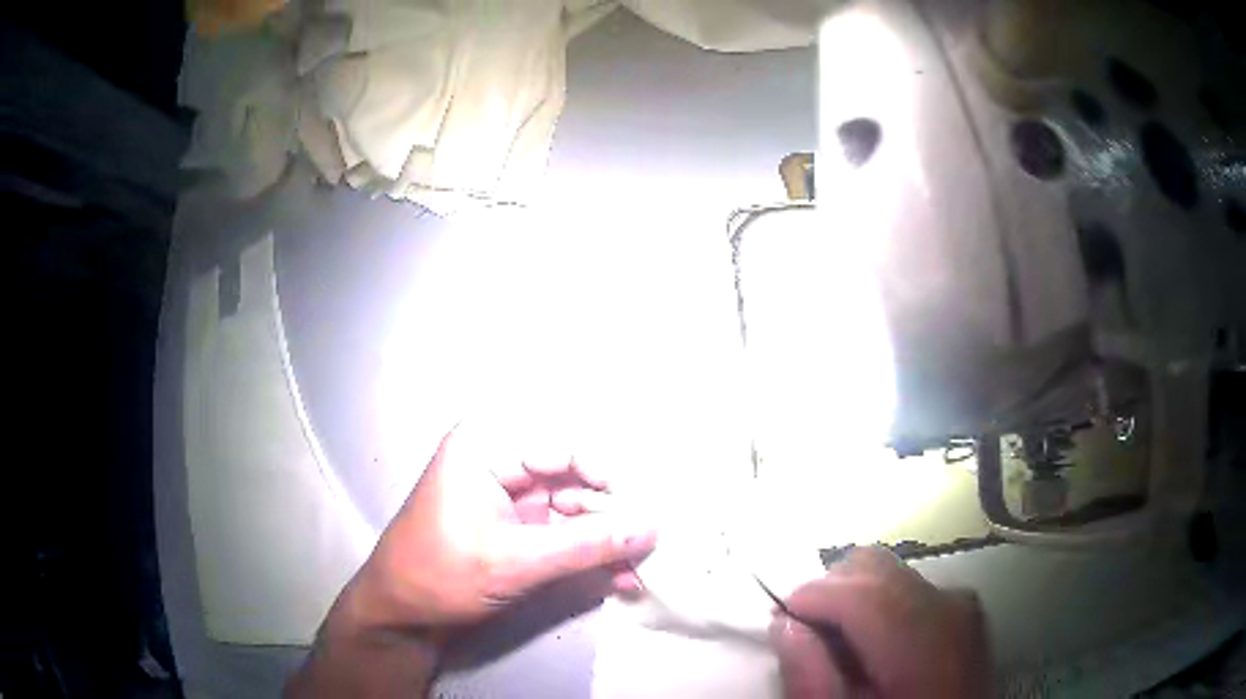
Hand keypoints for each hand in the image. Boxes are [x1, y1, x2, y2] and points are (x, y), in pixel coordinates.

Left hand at [350, 425, 657, 634]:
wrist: (402, 614)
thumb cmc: (441, 574)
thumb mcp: (514, 562)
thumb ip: (586, 545)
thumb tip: (651, 529)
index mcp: (488, 447)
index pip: (564, 445)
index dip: (608, 475)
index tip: (645, 510)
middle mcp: (502, 461)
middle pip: (575, 476)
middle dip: (612, 514)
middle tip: (650, 544)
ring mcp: (512, 496)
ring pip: (576, 507)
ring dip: (606, 539)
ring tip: (639, 568)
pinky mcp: (519, 526)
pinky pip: (565, 531)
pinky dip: (589, 553)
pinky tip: (617, 577)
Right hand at [771, 547, 990, 698]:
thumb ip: (812, 678)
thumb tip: (786, 624)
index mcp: (925, 646)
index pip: (862, 593)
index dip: (811, 598)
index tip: (779, 621)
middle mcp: (950, 609)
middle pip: (875, 566)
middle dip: (831, 590)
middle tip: (807, 635)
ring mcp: (962, 604)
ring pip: (890, 571)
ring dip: (854, 595)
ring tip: (840, 643)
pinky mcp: (963, 608)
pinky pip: (910, 585)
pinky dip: (881, 602)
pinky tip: (874, 644)